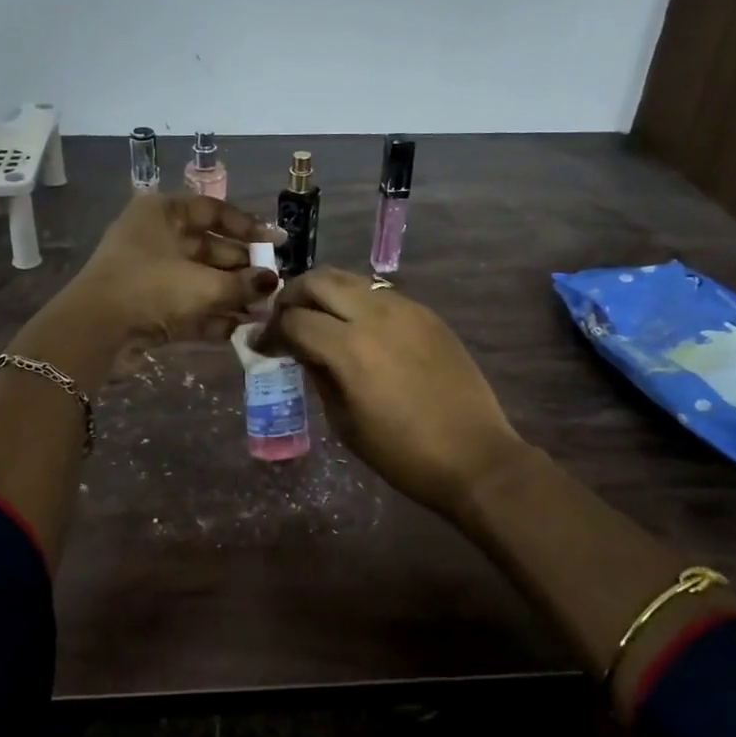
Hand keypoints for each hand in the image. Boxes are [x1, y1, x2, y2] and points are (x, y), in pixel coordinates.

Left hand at [61, 194, 282, 362]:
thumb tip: (272, 282)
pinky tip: (242, 327)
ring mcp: (150, 274)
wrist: (95, 332)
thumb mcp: (203, 283)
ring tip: (265, 309)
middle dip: (243, 267)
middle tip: (274, 283)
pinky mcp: (147, 307)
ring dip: (231, 294)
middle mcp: (156, 237)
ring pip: (200, 280)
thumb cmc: (151, 288)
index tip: (278, 243)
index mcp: (162, 213)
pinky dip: (212, 315)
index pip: (213, 211)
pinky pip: (187, 306)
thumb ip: (242, 283)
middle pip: (209, 248)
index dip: (248, 227)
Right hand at [260, 269, 528, 518]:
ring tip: (319, 319)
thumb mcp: (344, 423)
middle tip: (285, 320)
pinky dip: (358, 302)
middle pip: (319, 280)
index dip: (269, 332)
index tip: (261, 345)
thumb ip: (318, 375)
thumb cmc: (402, 454)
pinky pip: (381, 294)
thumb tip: (302, 351)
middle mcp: (375, 315)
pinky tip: (359, 329)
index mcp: (349, 348)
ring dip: (326, 293)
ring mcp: (406, 309)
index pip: (294, 320)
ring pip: (351, 279)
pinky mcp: (428, 315)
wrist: (474, 457)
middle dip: (293, 296)